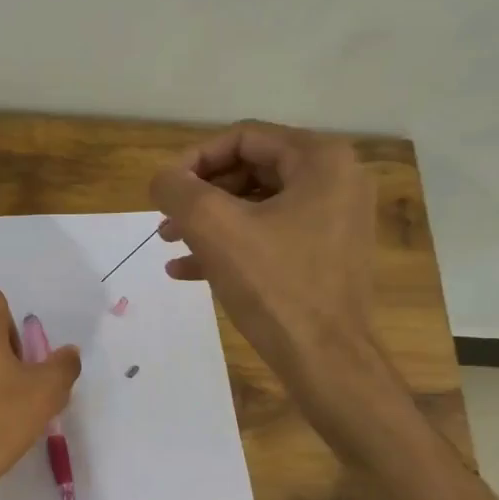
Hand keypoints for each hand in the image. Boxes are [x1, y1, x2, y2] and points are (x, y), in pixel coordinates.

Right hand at [149, 121, 380, 384]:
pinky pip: (271, 237)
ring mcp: (335, 221)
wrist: (326, 361)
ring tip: (170, 244)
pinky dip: (231, 247)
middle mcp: (336, 181)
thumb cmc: (275, 287)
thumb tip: (162, 179)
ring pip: (257, 207)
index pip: (243, 138)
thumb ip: (179, 191)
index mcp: (321, 160)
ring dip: (209, 223)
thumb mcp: (216, 229)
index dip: (194, 160)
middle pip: (250, 171)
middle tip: (165, 221)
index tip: (163, 191)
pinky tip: (188, 271)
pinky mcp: (327, 256)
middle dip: (201, 196)